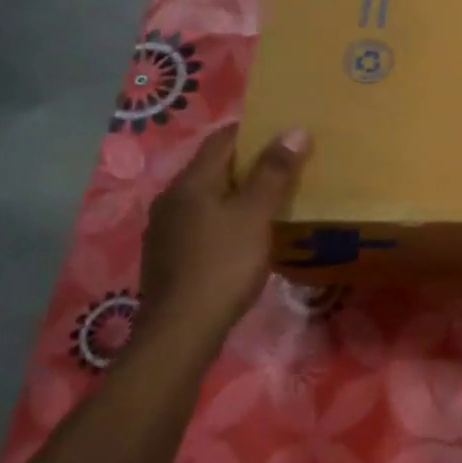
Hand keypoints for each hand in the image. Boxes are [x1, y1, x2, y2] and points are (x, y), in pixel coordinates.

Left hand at [139, 123, 309, 337]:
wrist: (181, 332)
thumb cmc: (222, 265)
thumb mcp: (255, 215)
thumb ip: (274, 172)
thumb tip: (295, 130)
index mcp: (190, 183)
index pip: (222, 140)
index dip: (254, 130)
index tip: (285, 132)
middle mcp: (171, 199)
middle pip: (213, 168)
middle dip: (249, 163)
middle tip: (288, 165)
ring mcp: (166, 230)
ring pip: (208, 197)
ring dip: (238, 193)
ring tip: (273, 199)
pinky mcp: (170, 257)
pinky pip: (203, 223)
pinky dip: (227, 218)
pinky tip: (247, 235)